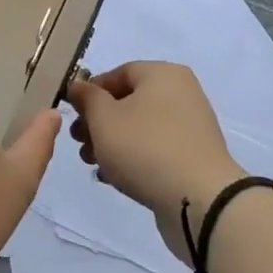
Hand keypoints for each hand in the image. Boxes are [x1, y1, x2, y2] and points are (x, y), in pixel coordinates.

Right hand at [67, 61, 243, 265]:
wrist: (199, 199)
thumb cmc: (145, 148)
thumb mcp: (103, 119)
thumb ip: (87, 99)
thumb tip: (79, 87)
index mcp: (163, 74)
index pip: (117, 73)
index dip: (90, 93)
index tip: (72, 116)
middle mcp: (181, 92)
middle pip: (128, 101)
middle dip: (98, 122)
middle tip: (79, 144)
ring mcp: (191, 126)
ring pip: (140, 127)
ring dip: (112, 143)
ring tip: (94, 164)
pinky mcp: (194, 156)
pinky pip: (156, 148)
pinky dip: (134, 157)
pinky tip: (115, 178)